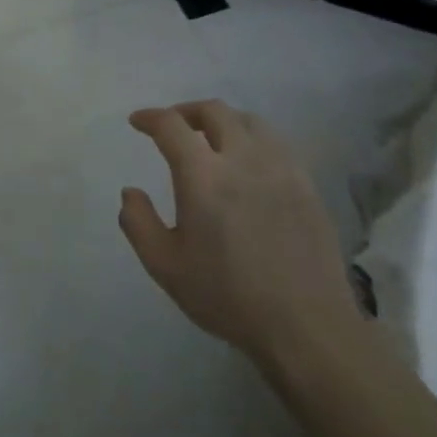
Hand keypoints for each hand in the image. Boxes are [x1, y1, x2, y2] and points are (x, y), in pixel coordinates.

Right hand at [119, 100, 361, 362]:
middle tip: (172, 126)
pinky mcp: (306, 184)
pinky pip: (276, 143)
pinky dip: (253, 139)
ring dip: (223, 120)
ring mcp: (280, 169)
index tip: (138, 122)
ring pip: (250, 121)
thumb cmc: (227, 296)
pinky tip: (248, 162)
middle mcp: (243, 159)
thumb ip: (138, 223)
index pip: (171, 126)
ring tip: (211, 138)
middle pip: (214, 111)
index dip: (150, 118)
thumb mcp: (165, 266)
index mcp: (203, 176)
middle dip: (186, 111)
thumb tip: (130, 192)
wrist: (305, 324)